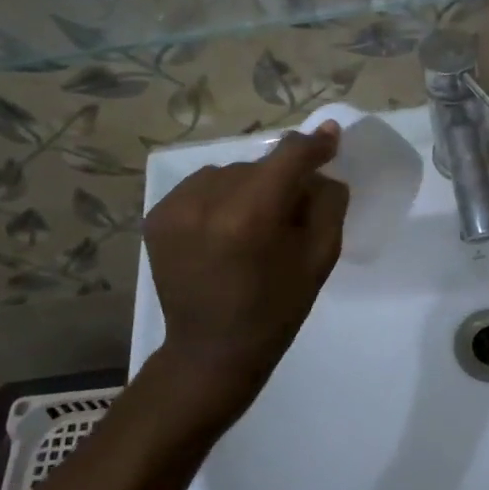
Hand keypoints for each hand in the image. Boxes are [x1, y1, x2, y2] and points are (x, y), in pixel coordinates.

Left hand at [143, 124, 347, 428]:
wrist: (212, 352)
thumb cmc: (276, 309)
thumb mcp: (320, 257)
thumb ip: (328, 202)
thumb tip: (322, 166)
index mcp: (251, 215)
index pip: (288, 156)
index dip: (314, 145)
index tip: (331, 138)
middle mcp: (207, 201)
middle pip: (259, 166)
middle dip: (280, 180)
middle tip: (291, 211)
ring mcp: (175, 207)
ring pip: (229, 173)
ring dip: (248, 187)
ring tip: (253, 222)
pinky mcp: (156, 215)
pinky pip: (201, 186)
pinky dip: (220, 197)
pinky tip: (225, 228)